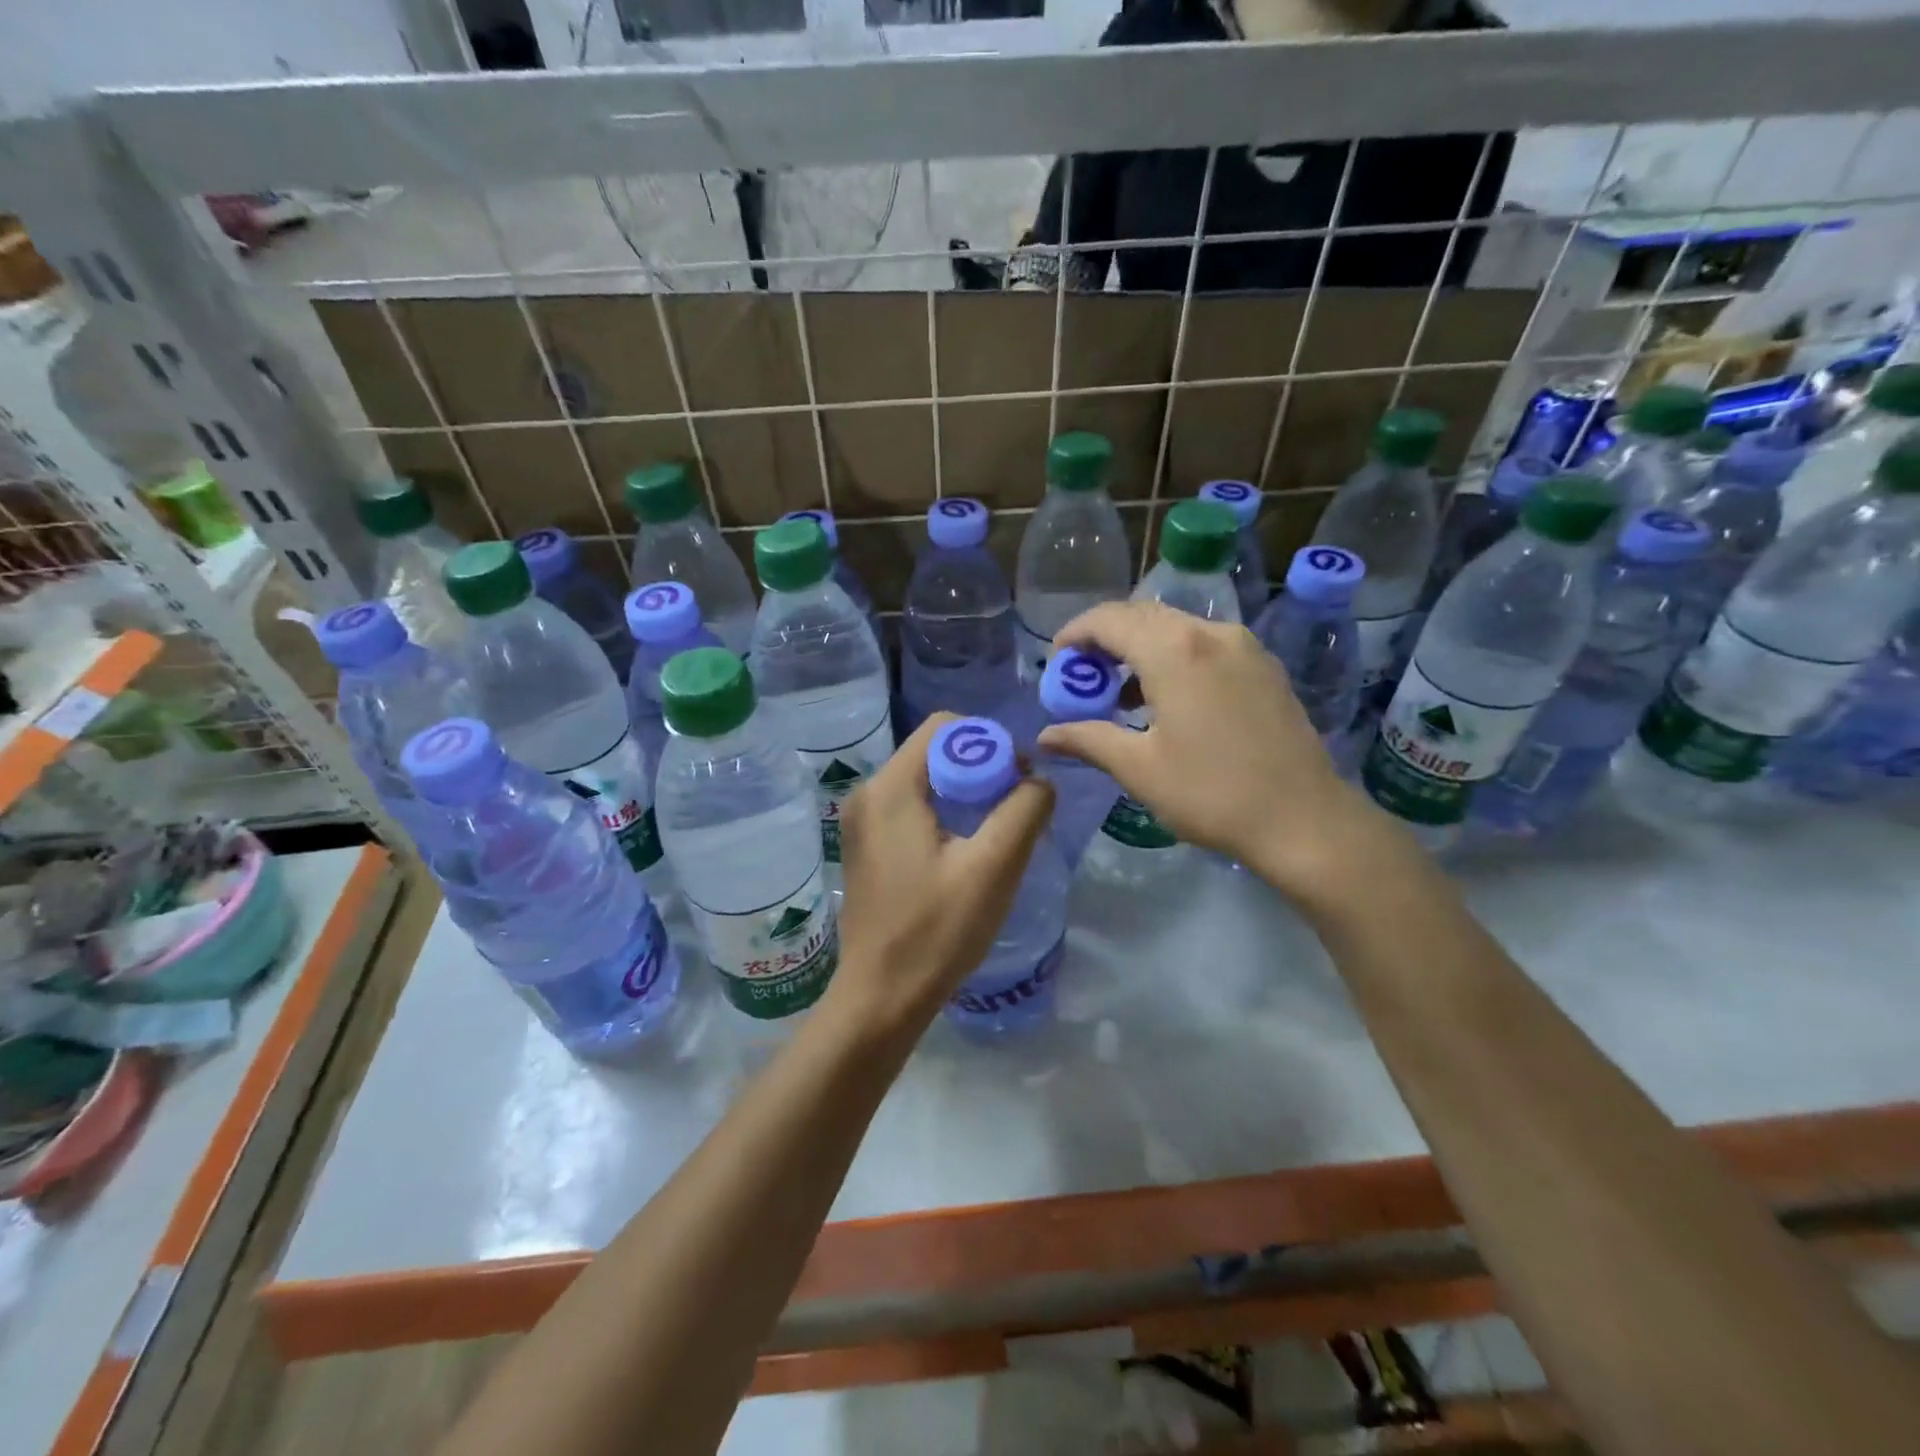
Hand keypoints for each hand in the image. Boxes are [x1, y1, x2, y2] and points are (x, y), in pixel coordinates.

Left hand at [827, 713, 1054, 1038]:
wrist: (880, 996)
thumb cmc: (936, 931)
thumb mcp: (993, 867)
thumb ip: (1024, 810)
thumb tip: (1038, 780)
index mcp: (891, 788)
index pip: (945, 727)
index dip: (989, 742)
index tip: (1017, 780)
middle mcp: (867, 793)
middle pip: (933, 751)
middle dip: (979, 767)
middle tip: (1013, 806)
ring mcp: (860, 820)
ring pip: (923, 779)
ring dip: (963, 791)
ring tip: (994, 829)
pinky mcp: (864, 845)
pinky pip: (909, 806)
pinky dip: (942, 811)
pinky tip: (964, 848)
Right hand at [1037, 601, 1402, 902]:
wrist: (1304, 821)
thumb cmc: (1211, 793)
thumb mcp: (1139, 768)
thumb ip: (1088, 740)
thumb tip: (1044, 736)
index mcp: (1175, 650)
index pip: (1110, 619)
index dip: (1076, 633)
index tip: (1056, 660)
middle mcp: (1211, 633)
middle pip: (1144, 615)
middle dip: (1106, 638)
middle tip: (1082, 674)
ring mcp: (1243, 646)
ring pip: (1177, 627)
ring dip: (1140, 647)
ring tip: (1118, 691)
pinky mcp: (1264, 666)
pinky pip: (1205, 644)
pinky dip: (1173, 656)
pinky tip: (1165, 697)